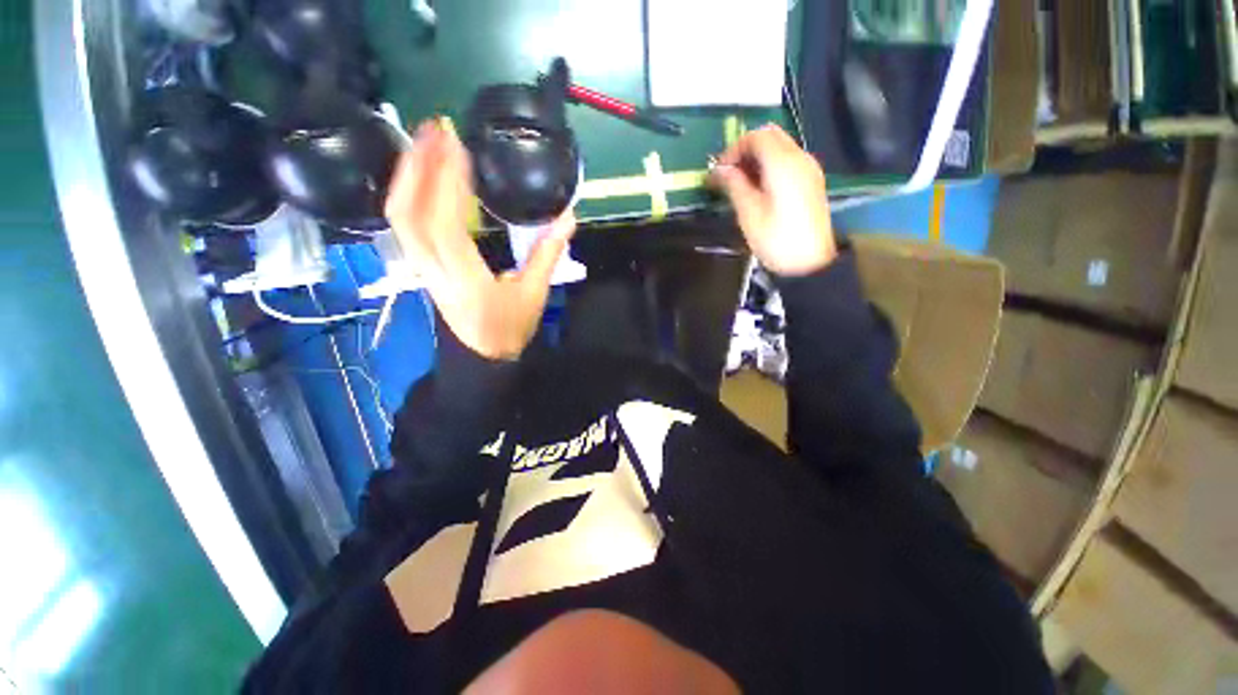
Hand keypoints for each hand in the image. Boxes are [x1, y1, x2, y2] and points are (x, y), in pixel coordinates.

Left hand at [385, 120, 575, 360]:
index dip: (447, 183)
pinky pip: (405, 224)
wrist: (481, 356)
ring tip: (425, 142)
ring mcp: (421, 266)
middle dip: (418, 166)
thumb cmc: (509, 328)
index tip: (457, 146)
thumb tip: (567, 217)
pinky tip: (422, 175)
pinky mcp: (421, 264)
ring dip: (408, 175)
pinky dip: (409, 194)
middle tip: (434, 128)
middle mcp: (432, 268)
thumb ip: (547, 255)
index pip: (444, 224)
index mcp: (463, 278)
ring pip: (400, 216)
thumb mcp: (533, 295)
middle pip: (408, 213)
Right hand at [712, 124, 836, 275]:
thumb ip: (734, 185)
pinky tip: (758, 189)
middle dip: (745, 150)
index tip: (719, 171)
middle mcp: (799, 158)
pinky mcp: (811, 182)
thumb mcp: (749, 214)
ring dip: (757, 159)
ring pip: (780, 148)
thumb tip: (719, 170)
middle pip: (770, 137)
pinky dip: (769, 167)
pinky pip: (787, 162)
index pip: (757, 137)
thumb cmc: (776, 240)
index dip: (734, 149)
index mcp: (783, 164)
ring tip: (739, 184)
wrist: (810, 263)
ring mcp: (808, 169)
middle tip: (728, 174)